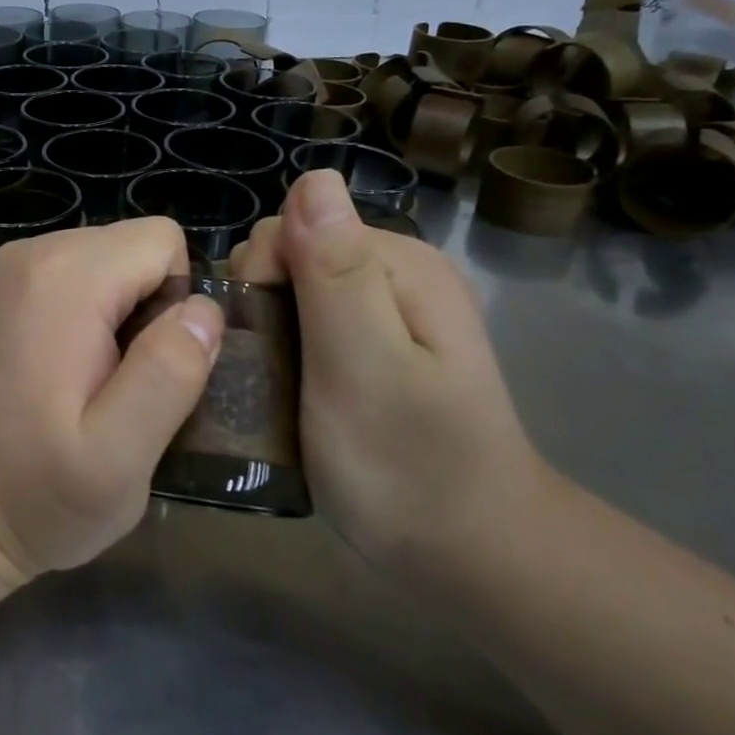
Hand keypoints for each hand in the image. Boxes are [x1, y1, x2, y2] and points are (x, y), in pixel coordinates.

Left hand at [0, 219, 223, 584]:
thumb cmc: (27, 493)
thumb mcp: (117, 458)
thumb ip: (169, 374)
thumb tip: (204, 310)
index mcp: (63, 277)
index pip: (162, 241)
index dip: (175, 302)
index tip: (149, 368)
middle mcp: (30, 253)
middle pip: (130, 246)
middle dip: (145, 307)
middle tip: (118, 385)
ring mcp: (3, 268)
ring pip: (101, 260)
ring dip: (113, 313)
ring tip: (86, 383)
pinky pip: (65, 276)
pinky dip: (79, 314)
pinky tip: (55, 372)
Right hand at [230, 171, 545, 573]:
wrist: (473, 557)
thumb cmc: (408, 466)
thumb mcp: (363, 367)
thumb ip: (336, 274)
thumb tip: (315, 177)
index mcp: (399, 263)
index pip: (291, 225)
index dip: (261, 276)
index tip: (267, 342)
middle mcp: (396, 272)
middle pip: (289, 252)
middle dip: (262, 300)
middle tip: (274, 371)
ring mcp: (388, 311)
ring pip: (292, 287)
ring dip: (270, 326)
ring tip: (277, 385)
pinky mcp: (376, 345)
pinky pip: (308, 319)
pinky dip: (286, 345)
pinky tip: (291, 385)